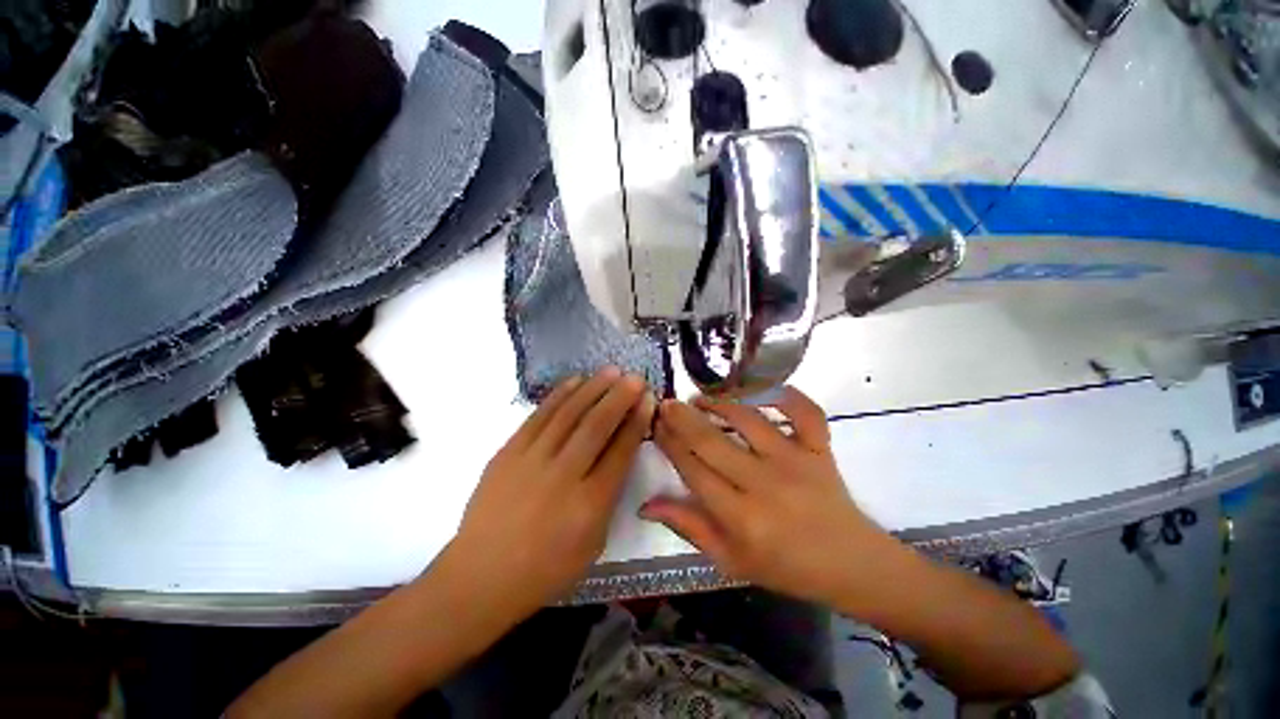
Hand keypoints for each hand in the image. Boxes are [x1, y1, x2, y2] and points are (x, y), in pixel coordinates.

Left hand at [447, 368, 654, 615]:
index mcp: (589, 504)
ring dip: (593, 388)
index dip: (637, 421)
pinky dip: (559, 395)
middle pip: (596, 426)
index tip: (647, 399)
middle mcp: (563, 476)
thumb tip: (621, 450)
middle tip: (635, 377)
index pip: (621, 451)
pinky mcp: (508, 452)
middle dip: (620, 397)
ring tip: (611, 371)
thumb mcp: (593, 542)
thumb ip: (610, 494)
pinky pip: (538, 416)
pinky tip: (575, 381)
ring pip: (568, 414)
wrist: (481, 576)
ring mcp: (531, 460)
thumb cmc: (546, 568)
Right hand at [642, 386, 900, 606]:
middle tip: (667, 403)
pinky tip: (762, 388)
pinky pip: (804, 411)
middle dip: (683, 418)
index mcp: (741, 517)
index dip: (670, 444)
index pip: (693, 470)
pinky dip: (785, 394)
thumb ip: (688, 527)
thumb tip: (646, 504)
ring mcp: (796, 460)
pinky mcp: (820, 447)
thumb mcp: (730, 560)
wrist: (850, 565)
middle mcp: (765, 483)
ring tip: (699, 398)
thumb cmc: (785, 567)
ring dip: (719, 403)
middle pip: (713, 441)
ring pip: (749, 419)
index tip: (656, 425)